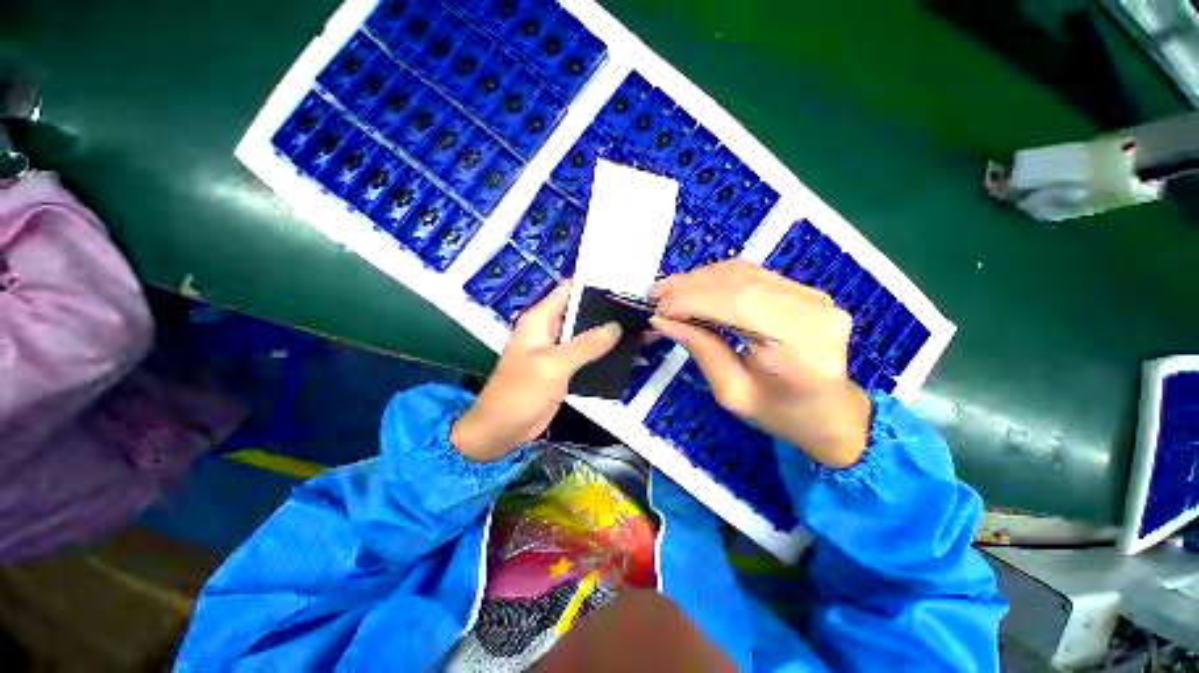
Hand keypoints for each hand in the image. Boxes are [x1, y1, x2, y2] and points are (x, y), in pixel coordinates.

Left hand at [451, 281, 621, 461]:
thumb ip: (585, 345)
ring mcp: (558, 349)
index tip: (624, 287)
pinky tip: (625, 353)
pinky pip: (586, 354)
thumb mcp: (553, 366)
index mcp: (540, 319)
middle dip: (607, 311)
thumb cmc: (520, 393)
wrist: (502, 430)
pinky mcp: (564, 367)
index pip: (569, 290)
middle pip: (581, 311)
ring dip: (608, 333)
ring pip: (586, 333)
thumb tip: (615, 327)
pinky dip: (603, 352)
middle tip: (639, 311)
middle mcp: (550, 329)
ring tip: (639, 329)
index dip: (595, 286)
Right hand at [650, 259, 870, 467]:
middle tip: (655, 296)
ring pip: (742, 272)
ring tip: (668, 292)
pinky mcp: (804, 290)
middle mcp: (812, 310)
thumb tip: (662, 320)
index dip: (691, 300)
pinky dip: (716, 279)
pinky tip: (694, 289)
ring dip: (699, 279)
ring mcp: (813, 295)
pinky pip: (752, 274)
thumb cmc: (783, 415)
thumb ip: (700, 349)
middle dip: (688, 286)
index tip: (657, 309)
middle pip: (738, 282)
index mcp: (801, 346)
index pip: (736, 303)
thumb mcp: (732, 392)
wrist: (832, 413)